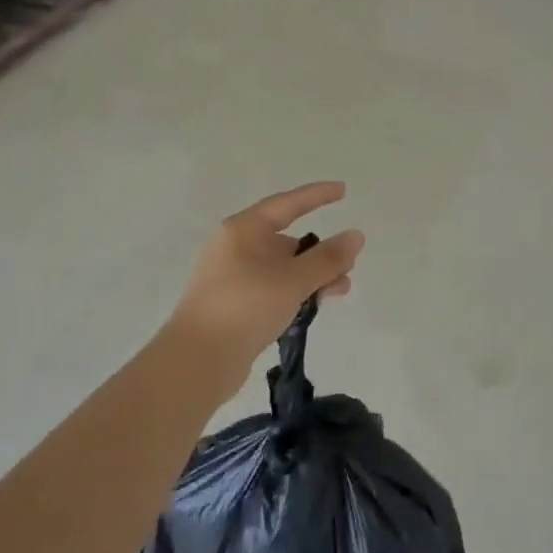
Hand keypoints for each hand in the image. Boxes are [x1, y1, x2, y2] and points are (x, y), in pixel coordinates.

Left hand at [166, 182, 364, 397]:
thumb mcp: (293, 280)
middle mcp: (235, 246)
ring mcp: (232, 277)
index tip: (343, 190)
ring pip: (281, 267)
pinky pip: (272, 288)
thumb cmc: (245, 306)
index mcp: (243, 229)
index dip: (317, 195)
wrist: (197, 361)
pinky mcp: (234, 304)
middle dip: (320, 251)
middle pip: (286, 239)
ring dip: (312, 276)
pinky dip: (295, 292)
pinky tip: (314, 307)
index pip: (287, 203)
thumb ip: (327, 258)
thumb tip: (356, 235)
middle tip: (348, 265)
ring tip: (339, 292)